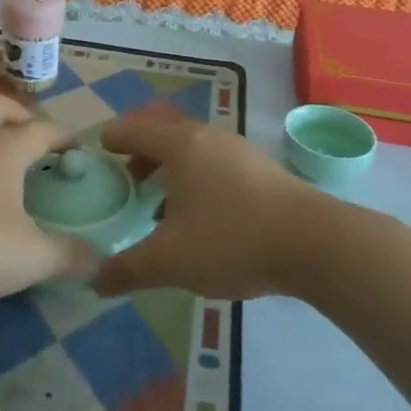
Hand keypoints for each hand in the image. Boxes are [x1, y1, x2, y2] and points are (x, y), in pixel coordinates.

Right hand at [93, 112, 324, 299]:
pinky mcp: (260, 169)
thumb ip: (128, 269)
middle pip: (163, 130)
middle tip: (125, 174)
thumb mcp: (171, 260)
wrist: (315, 243)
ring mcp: (238, 150)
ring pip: (191, 146)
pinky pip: (213, 160)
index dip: (112, 138)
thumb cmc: (232, 239)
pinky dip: (194, 175)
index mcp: (180, 145)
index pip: (134, 129)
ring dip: (169, 164)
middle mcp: (207, 137)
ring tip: (159, 200)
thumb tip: (95, 281)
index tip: (96, 150)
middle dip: (140, 148)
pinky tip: (198, 213)